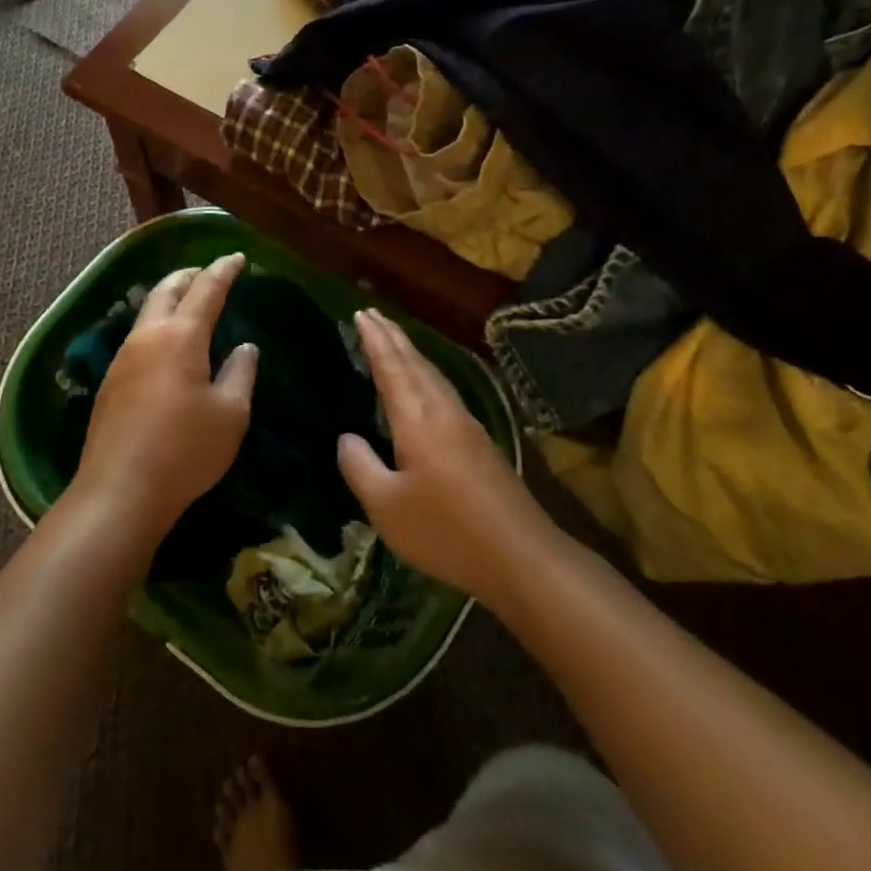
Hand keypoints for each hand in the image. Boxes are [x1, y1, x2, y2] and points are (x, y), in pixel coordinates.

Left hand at [70, 253, 257, 546]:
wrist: (120, 490)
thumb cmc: (185, 450)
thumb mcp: (230, 414)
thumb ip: (240, 373)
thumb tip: (244, 346)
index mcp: (181, 336)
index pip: (206, 289)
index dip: (223, 270)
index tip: (236, 257)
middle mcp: (148, 336)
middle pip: (167, 289)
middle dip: (189, 276)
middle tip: (209, 273)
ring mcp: (123, 357)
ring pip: (148, 311)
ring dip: (170, 298)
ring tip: (189, 302)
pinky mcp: (111, 380)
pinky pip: (139, 335)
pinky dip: (158, 323)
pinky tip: (168, 343)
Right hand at [337, 309, 551, 607]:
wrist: (523, 557)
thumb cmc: (446, 531)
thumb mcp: (387, 507)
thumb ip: (360, 467)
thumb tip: (347, 438)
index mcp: (418, 419)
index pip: (391, 367)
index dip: (375, 340)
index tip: (361, 313)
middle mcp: (443, 411)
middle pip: (415, 363)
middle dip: (393, 336)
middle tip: (373, 314)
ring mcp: (466, 425)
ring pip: (433, 375)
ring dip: (410, 353)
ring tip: (394, 339)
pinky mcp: (480, 443)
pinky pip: (443, 391)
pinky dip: (425, 374)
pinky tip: (425, 386)